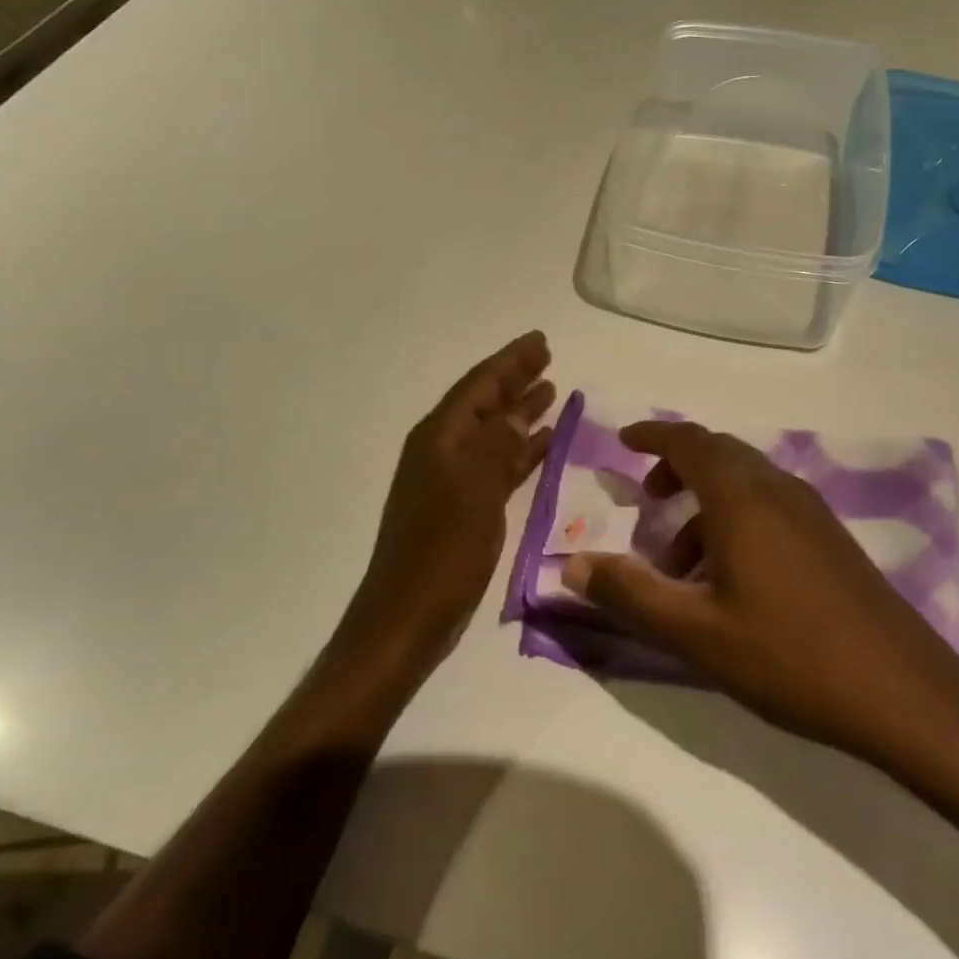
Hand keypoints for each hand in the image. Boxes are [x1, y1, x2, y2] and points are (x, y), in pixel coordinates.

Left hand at [339, 332, 554, 679]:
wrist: (408, 618)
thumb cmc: (441, 552)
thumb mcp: (473, 492)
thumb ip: (496, 446)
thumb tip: (516, 414)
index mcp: (440, 438)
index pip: (479, 385)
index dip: (510, 361)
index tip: (540, 341)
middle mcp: (443, 450)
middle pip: (485, 402)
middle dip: (515, 379)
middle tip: (547, 357)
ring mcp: (452, 479)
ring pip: (493, 432)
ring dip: (519, 411)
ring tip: (550, 391)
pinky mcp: (463, 507)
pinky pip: (497, 464)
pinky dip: (519, 450)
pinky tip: (542, 445)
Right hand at [564, 421, 958, 769]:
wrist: (903, 692)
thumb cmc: (789, 655)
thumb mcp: (695, 631)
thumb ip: (629, 593)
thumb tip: (571, 566)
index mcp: (742, 497)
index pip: (689, 442)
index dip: (653, 436)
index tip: (623, 442)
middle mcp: (778, 489)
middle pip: (719, 454)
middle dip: (677, 467)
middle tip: (647, 498)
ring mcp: (812, 512)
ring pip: (746, 482)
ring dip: (705, 503)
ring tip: (680, 561)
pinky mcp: (831, 538)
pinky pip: (770, 505)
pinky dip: (736, 519)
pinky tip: (731, 578)